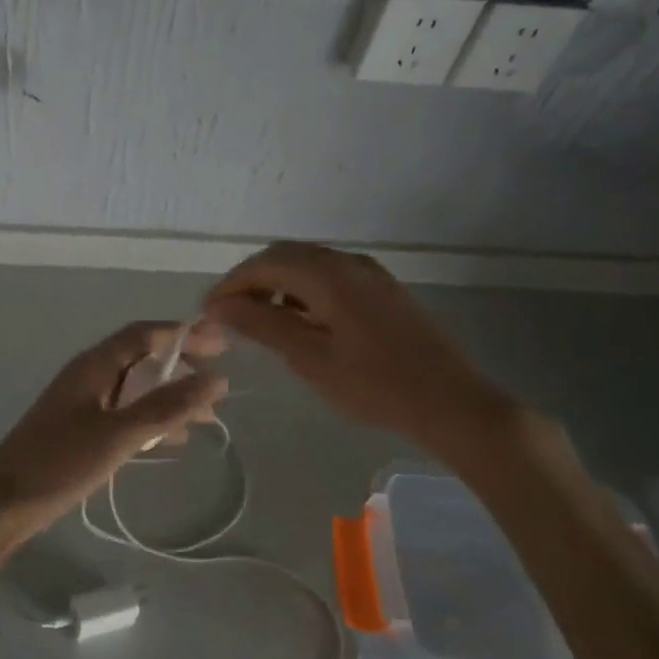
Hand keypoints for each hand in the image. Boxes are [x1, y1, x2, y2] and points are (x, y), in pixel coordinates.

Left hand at [0, 321, 228, 552]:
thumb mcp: (120, 434)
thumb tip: (217, 378)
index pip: (144, 334)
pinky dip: (149, 420)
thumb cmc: (59, 463)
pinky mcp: (77, 431)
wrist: (1, 504)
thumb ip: (167, 406)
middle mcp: (87, 376)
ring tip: (204, 419)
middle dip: (180, 368)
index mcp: (93, 365)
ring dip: (168, 398)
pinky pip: (122, 414)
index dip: (183, 335)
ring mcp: (80, 404)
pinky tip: (169, 442)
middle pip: (140, 359)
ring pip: (133, 390)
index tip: (222, 347)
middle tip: (217, 386)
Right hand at [204, 241, 513, 450]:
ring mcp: (369, 273)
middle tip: (228, 314)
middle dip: (251, 280)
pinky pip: (330, 275)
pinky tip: (299, 320)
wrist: (451, 402)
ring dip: (277, 283)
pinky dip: (302, 289)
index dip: (231, 284)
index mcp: (329, 275)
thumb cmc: (375, 385)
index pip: (265, 264)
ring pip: (308, 264)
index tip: (207, 312)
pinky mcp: (382, 289)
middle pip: (285, 256)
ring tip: (258, 319)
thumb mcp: (311, 358)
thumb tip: (218, 305)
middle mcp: (348, 262)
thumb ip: (263, 325)